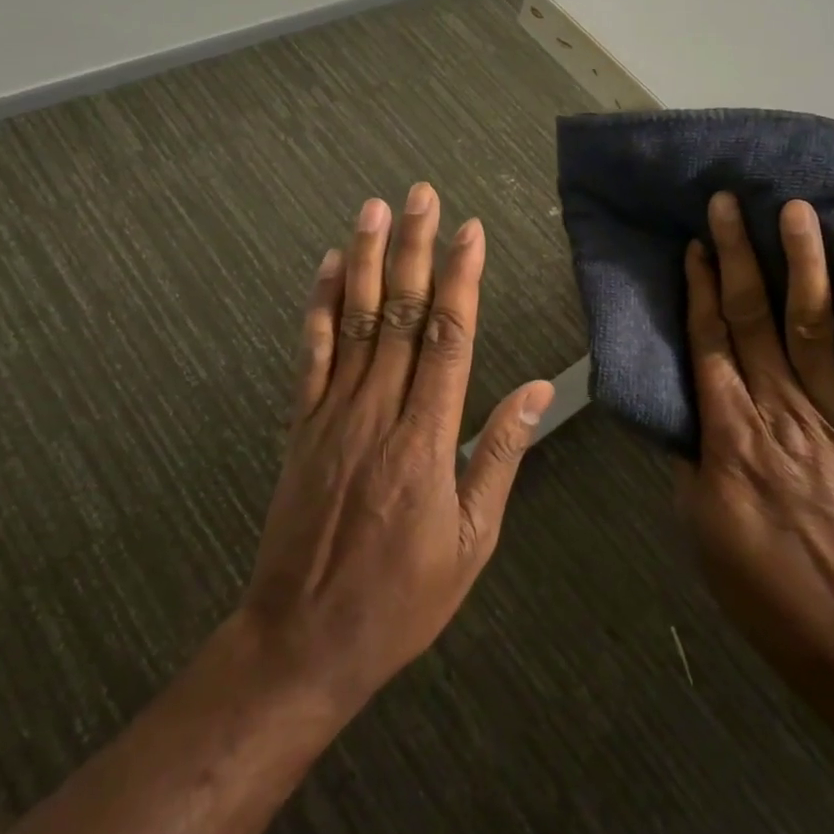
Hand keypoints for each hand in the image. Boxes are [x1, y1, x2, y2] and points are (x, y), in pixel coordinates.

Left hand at [238, 183, 553, 712]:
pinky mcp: (300, 426)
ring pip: (353, 322)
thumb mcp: (472, 540)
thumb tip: (533, 390)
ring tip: (374, 209)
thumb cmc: (403, 597)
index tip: (469, 232)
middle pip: (399, 314)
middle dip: (413, 249)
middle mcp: (378, 413)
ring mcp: (332, 414)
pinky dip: (318, 307)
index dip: (460, 279)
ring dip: (364, 260)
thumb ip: (499, 455)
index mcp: (428, 440)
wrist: (304, 638)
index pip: (449, 338)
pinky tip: (327, 268)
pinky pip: (310, 355)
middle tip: (421, 195)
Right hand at [676, 192, 833, 680]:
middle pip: (754, 320)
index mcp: (729, 433)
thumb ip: (691, 459)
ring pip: (814, 328)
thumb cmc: (762, 585)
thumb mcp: (699, 525)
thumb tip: (683, 413)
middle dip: (738, 256)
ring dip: (804, 266)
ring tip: (797, 211)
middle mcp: (778, 410)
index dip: (700, 289)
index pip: (709, 342)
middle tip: (729, 202)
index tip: (693, 243)